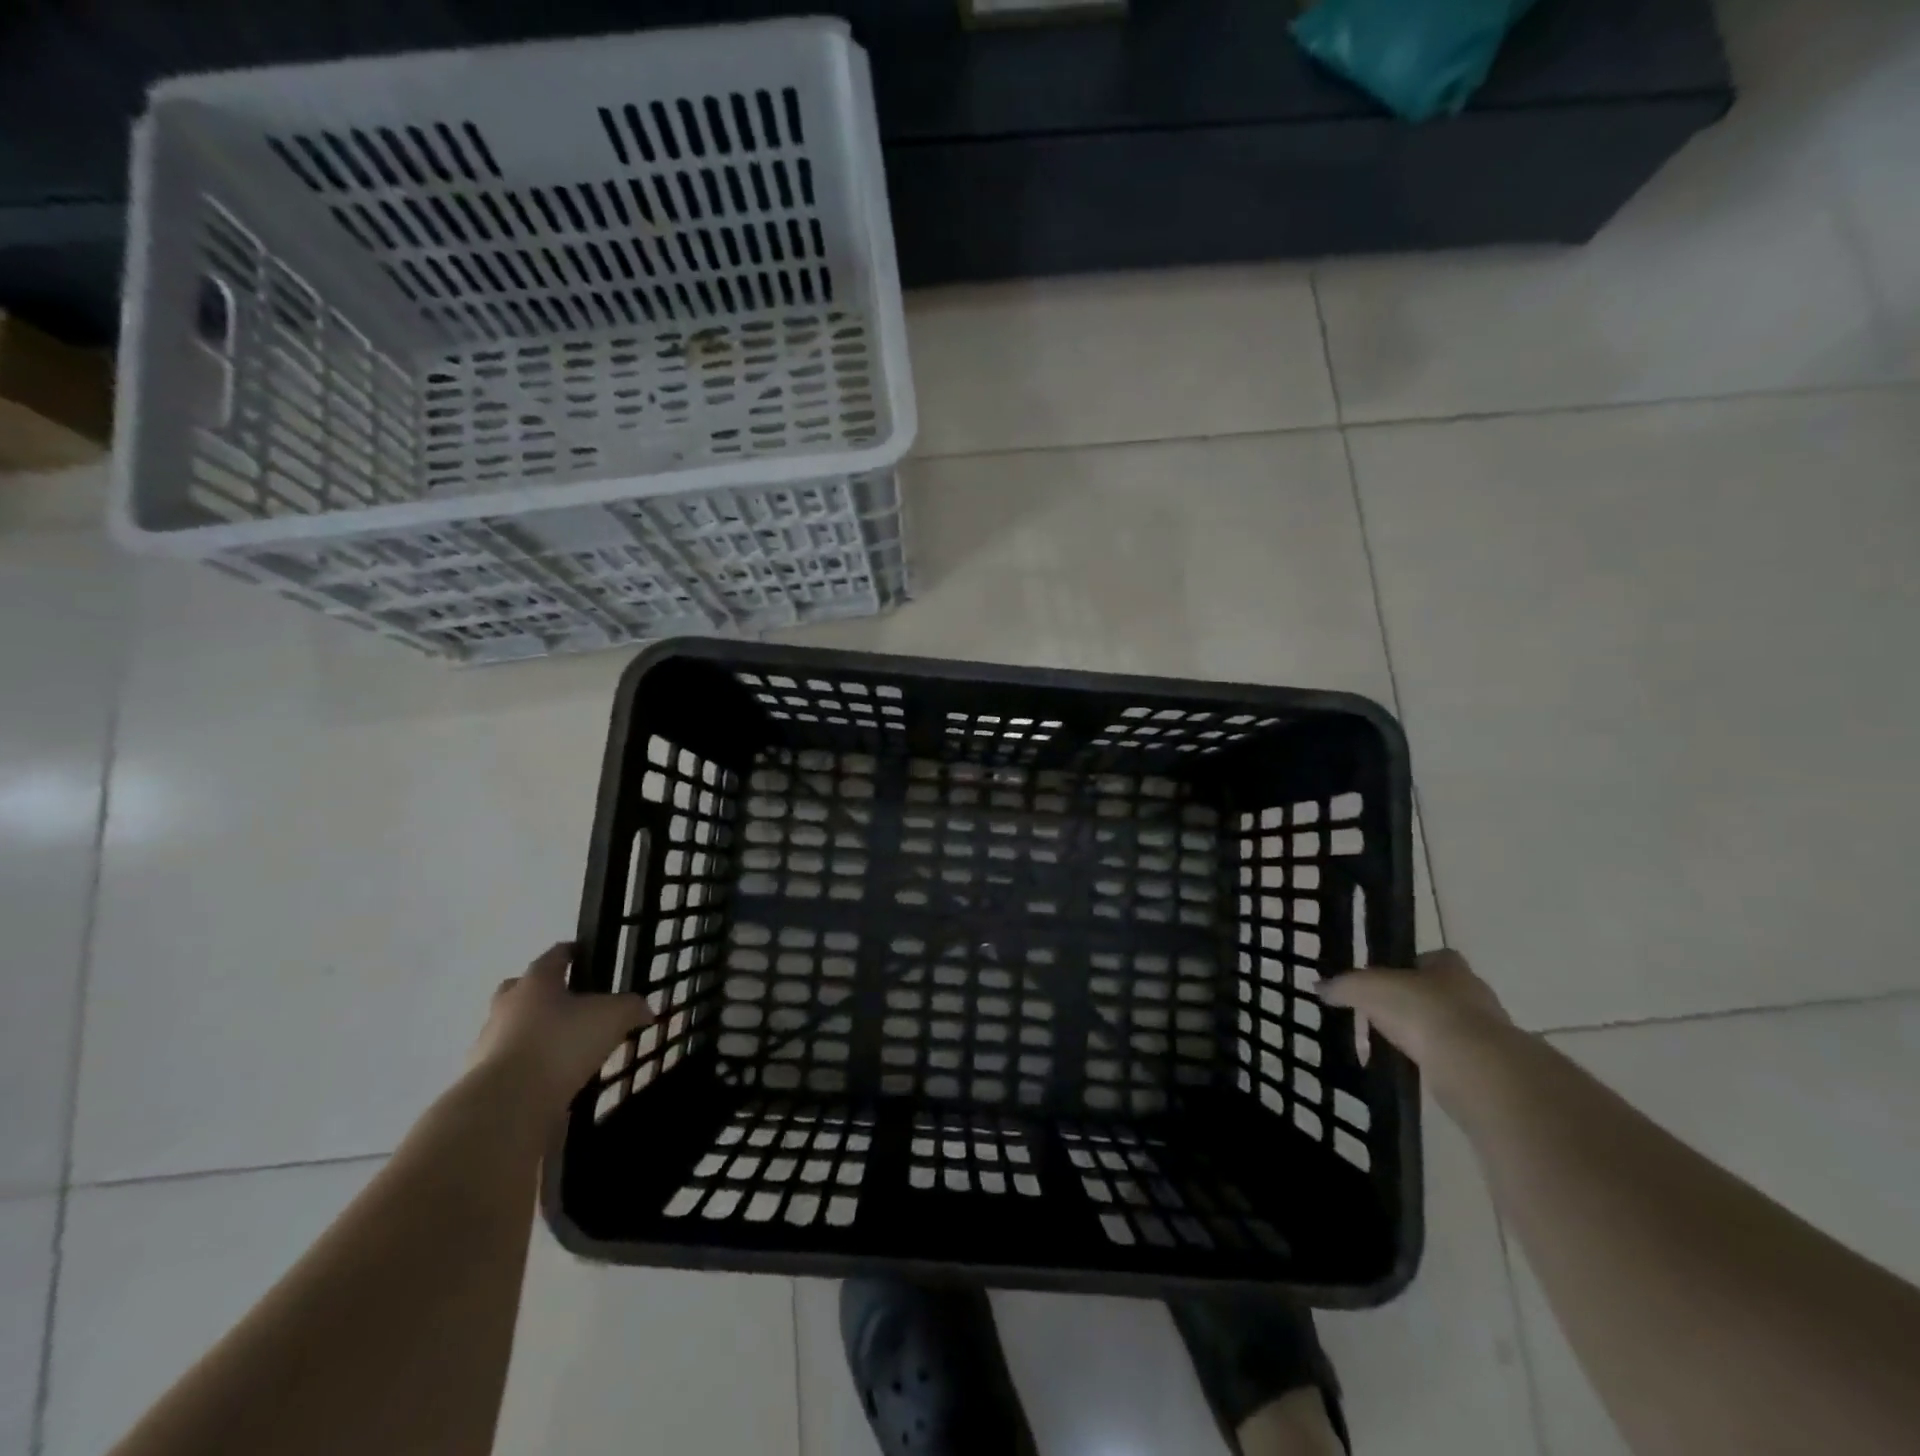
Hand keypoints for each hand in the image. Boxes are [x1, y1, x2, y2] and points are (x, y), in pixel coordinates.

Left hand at [467, 943, 652, 1111]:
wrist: (507, 1105)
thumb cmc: (562, 1044)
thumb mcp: (614, 1017)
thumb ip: (631, 1007)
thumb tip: (643, 1010)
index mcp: (536, 982)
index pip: (555, 955)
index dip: (573, 952)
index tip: (587, 955)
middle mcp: (507, 1006)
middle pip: (522, 990)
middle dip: (545, 994)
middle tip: (573, 1004)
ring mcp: (489, 1044)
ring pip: (514, 1029)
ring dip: (536, 1034)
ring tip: (569, 1050)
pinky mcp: (485, 1081)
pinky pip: (513, 1065)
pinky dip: (532, 1069)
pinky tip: (556, 1082)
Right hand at [1324, 948, 1511, 1071]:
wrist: (1472, 1065)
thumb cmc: (1419, 1009)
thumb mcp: (1366, 989)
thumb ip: (1343, 986)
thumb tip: (1320, 987)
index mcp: (1450, 967)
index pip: (1436, 957)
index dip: (1414, 965)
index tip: (1391, 979)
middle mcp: (1475, 993)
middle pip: (1446, 990)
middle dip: (1422, 1000)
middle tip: (1390, 1012)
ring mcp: (1489, 1031)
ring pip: (1455, 1024)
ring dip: (1432, 1032)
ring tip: (1400, 1043)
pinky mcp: (1490, 1065)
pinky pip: (1458, 1057)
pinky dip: (1440, 1060)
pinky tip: (1417, 1067)